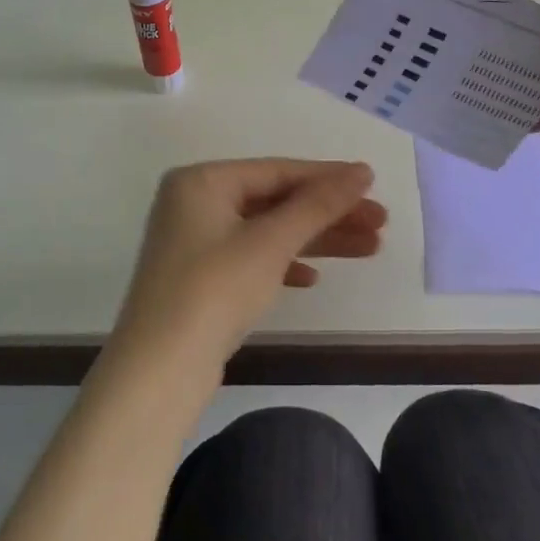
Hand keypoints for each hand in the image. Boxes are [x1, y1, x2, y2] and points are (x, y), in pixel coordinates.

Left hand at [112, 159, 385, 379]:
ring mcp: (195, 242)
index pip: (277, 170)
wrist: (159, 370)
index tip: (373, 183)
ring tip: (370, 248)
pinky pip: (251, 257)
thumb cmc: (214, 290)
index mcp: (202, 181)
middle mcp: (194, 202)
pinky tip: (313, 280)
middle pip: (274, 200)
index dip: (328, 177)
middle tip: (380, 223)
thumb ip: (317, 204)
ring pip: (267, 231)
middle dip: (328, 213)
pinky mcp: (200, 277)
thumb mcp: (270, 242)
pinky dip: (284, 264)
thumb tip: (361, 172)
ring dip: (316, 239)